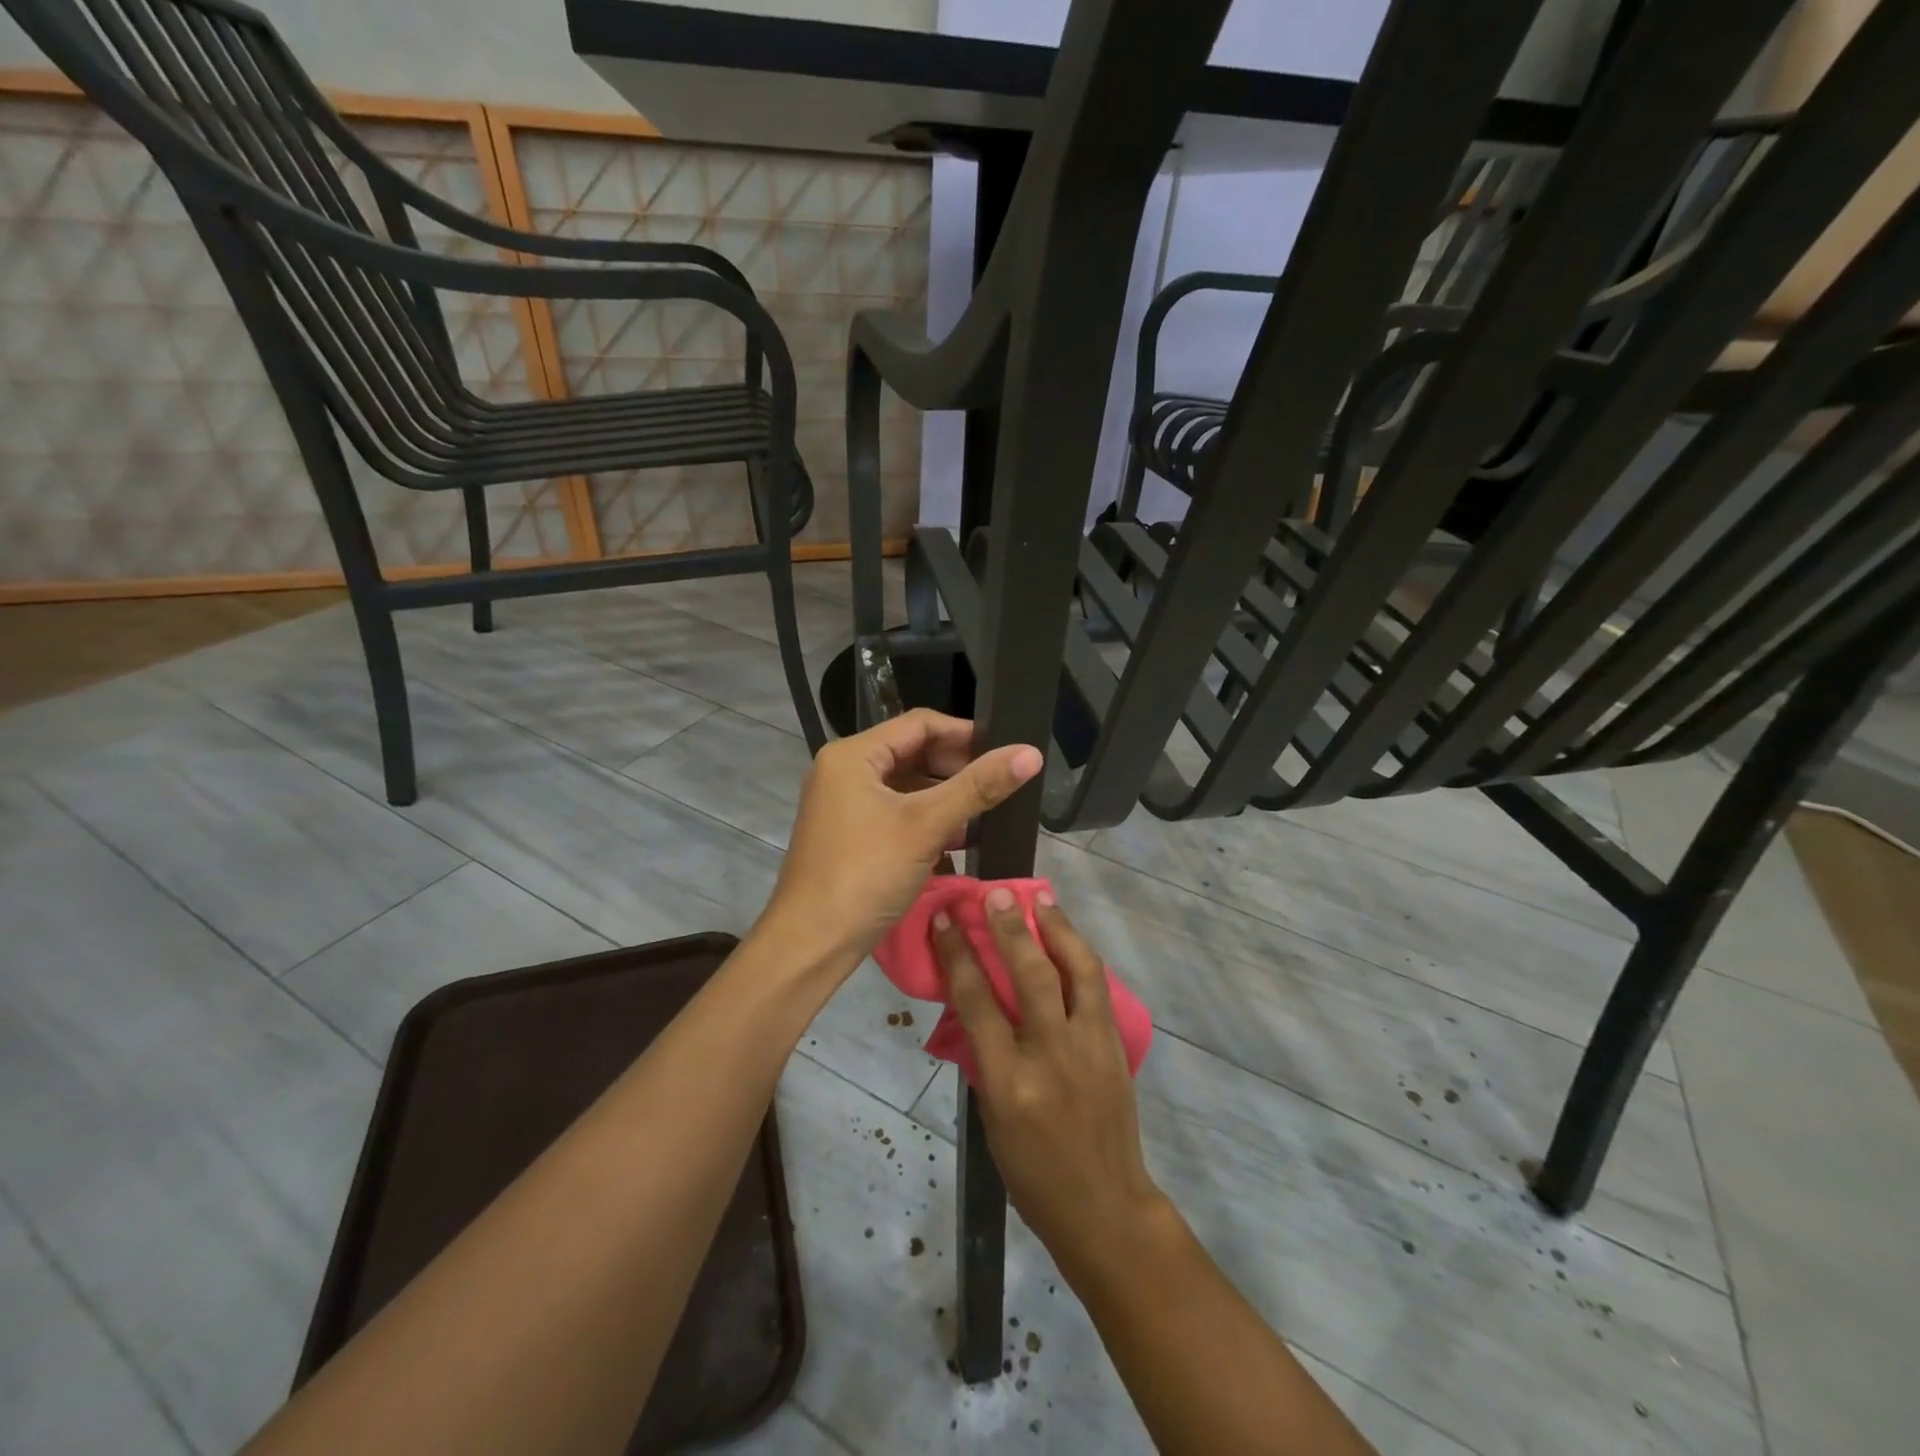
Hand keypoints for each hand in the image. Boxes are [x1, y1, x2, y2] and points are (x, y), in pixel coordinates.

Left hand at [765, 710, 1042, 968]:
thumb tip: (1030, 753)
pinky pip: (897, 814)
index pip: (919, 724)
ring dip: (946, 797)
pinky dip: (927, 821)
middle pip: (913, 754)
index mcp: (852, 755)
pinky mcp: (851, 835)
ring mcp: (845, 805)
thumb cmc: (866, 874)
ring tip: (987, 812)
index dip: (966, 734)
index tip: (1006, 752)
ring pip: (907, 787)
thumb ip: (978, 786)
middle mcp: (844, 772)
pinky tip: (959, 839)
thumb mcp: (926, 825)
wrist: (811, 944)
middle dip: (957, 768)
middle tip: (1001, 784)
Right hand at [935, 890, 1169, 1280]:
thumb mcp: (992, 1118)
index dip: (958, 954)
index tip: (944, 921)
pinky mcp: (1116, 1046)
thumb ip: (987, 1055)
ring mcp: (1091, 1048)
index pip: (977, 1004)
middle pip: (1031, 976)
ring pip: (1077, 970)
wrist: (1104, 1206)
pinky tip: (1068, 938)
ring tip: (1041, 898)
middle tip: (995, 894)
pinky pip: (1097, 988)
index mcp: (1009, 1083)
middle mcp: (1052, 1056)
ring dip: (1057, 928)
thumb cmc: (1032, 1172)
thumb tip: (977, 999)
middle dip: (1010, 929)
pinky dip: (1080, 955)